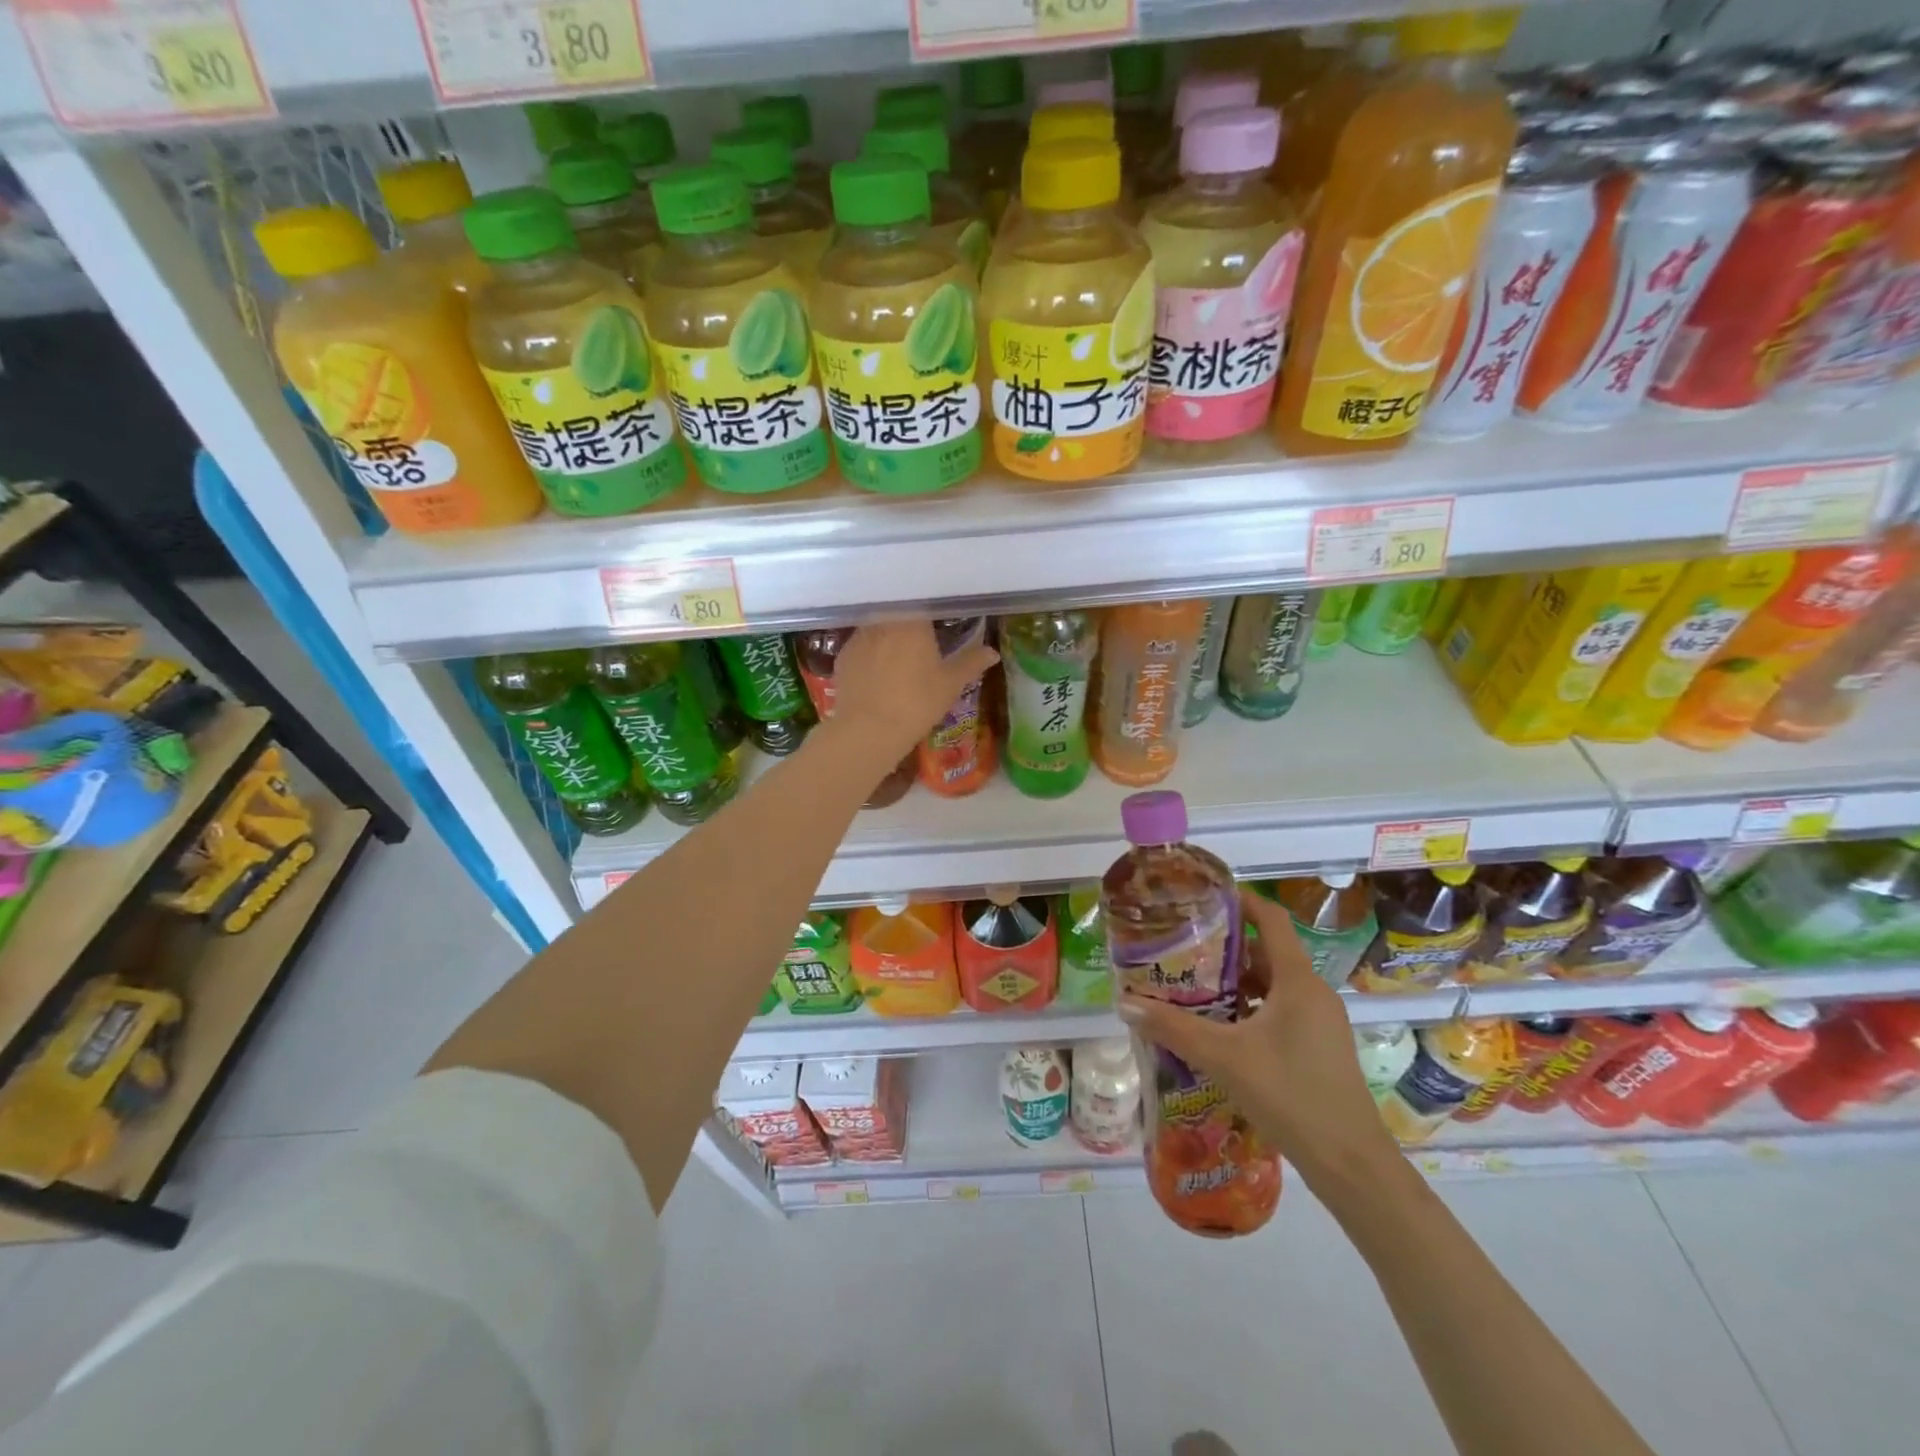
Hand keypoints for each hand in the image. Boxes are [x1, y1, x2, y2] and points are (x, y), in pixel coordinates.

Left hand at [831, 619, 998, 760]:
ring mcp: (859, 636)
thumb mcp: (950, 684)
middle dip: (907, 623)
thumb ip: (971, 662)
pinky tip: (875, 672)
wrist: (869, 729)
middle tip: (919, 640)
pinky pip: (860, 646)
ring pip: (877, 627)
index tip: (936, 620)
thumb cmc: (917, 702)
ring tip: (896, 656)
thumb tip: (992, 651)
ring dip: (887, 636)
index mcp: (913, 620)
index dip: (929, 610)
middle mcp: (883, 620)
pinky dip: (869, 653)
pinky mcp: (842, 655)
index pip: (921, 602)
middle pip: (897, 612)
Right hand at [1118, 888, 1402, 1190]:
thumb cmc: (1290, 1095)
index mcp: (1298, 980)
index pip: (1271, 920)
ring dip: (1235, 981)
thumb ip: (1173, 1027)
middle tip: (1182, 948)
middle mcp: (1313, 992)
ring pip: (1273, 985)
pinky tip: (1219, 1029)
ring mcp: (1320, 1022)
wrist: (1351, 1165)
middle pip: (1267, 952)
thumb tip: (1125, 1003)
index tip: (1203, 898)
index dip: (1240, 902)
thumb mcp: (1223, 1057)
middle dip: (1225, 947)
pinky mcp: (1320, 1047)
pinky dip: (1250, 1008)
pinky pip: (1280, 1011)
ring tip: (1192, 987)